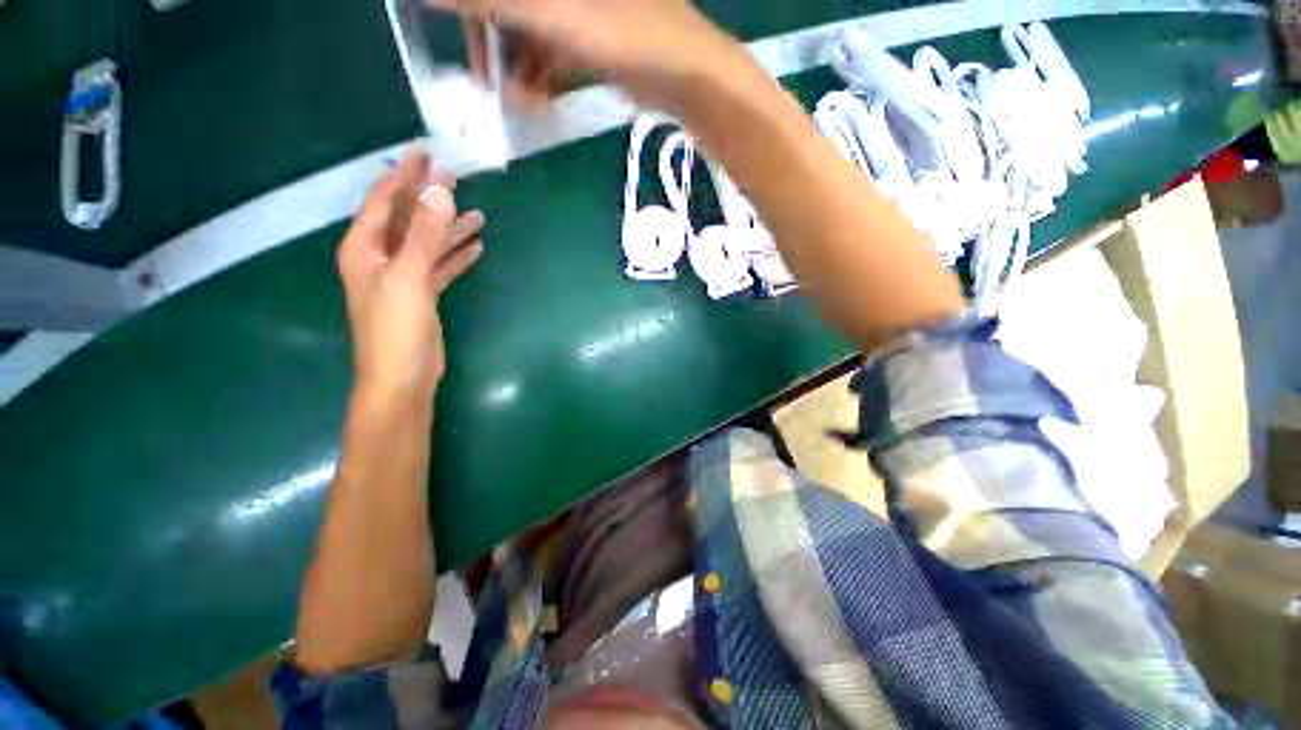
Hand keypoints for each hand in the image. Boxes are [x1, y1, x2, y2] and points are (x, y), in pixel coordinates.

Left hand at [337, 151, 484, 398]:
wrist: (402, 377)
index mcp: (365, 247)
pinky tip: (475, 247)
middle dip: (430, 199)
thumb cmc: (395, 327)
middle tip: (456, 178)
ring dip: (449, 229)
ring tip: (477, 215)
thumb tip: (441, 192)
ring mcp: (402, 278)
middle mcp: (380, 258)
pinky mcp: (422, 295)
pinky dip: (456, 256)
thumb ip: (425, 235)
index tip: (428, 155)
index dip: (406, 177)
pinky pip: (440, 267)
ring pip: (427, 244)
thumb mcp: (409, 276)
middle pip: (407, 220)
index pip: (385, 201)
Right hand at [430, 0, 745, 110]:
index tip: (463, 44)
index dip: (476, 13)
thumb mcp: (553, 14)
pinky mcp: (595, 41)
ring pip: (533, 33)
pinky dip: (542, 76)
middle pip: (513, 10)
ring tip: (518, 101)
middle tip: (488, 82)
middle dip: (495, 44)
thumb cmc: (625, 34)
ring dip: (518, 68)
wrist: (684, 75)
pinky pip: (555, 54)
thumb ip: (493, 1)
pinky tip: (537, 99)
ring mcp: (583, 12)